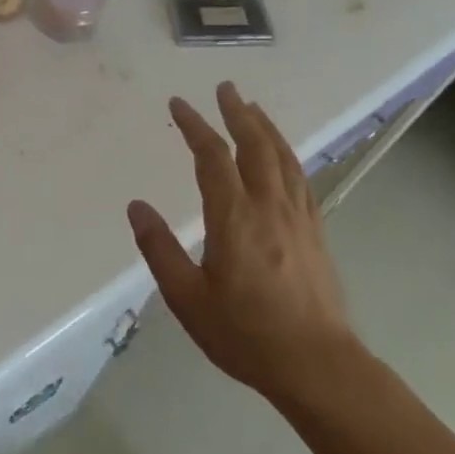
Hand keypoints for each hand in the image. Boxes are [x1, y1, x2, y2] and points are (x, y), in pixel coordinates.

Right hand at [128, 82, 358, 410]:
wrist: (318, 366)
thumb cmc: (245, 334)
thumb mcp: (188, 298)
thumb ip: (160, 249)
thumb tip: (136, 207)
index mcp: (235, 219)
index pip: (213, 158)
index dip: (195, 126)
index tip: (179, 104)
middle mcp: (269, 208)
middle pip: (255, 146)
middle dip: (238, 113)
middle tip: (225, 88)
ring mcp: (298, 218)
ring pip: (283, 158)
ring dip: (266, 128)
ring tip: (252, 108)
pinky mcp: (315, 232)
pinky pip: (300, 179)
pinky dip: (287, 155)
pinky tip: (282, 156)